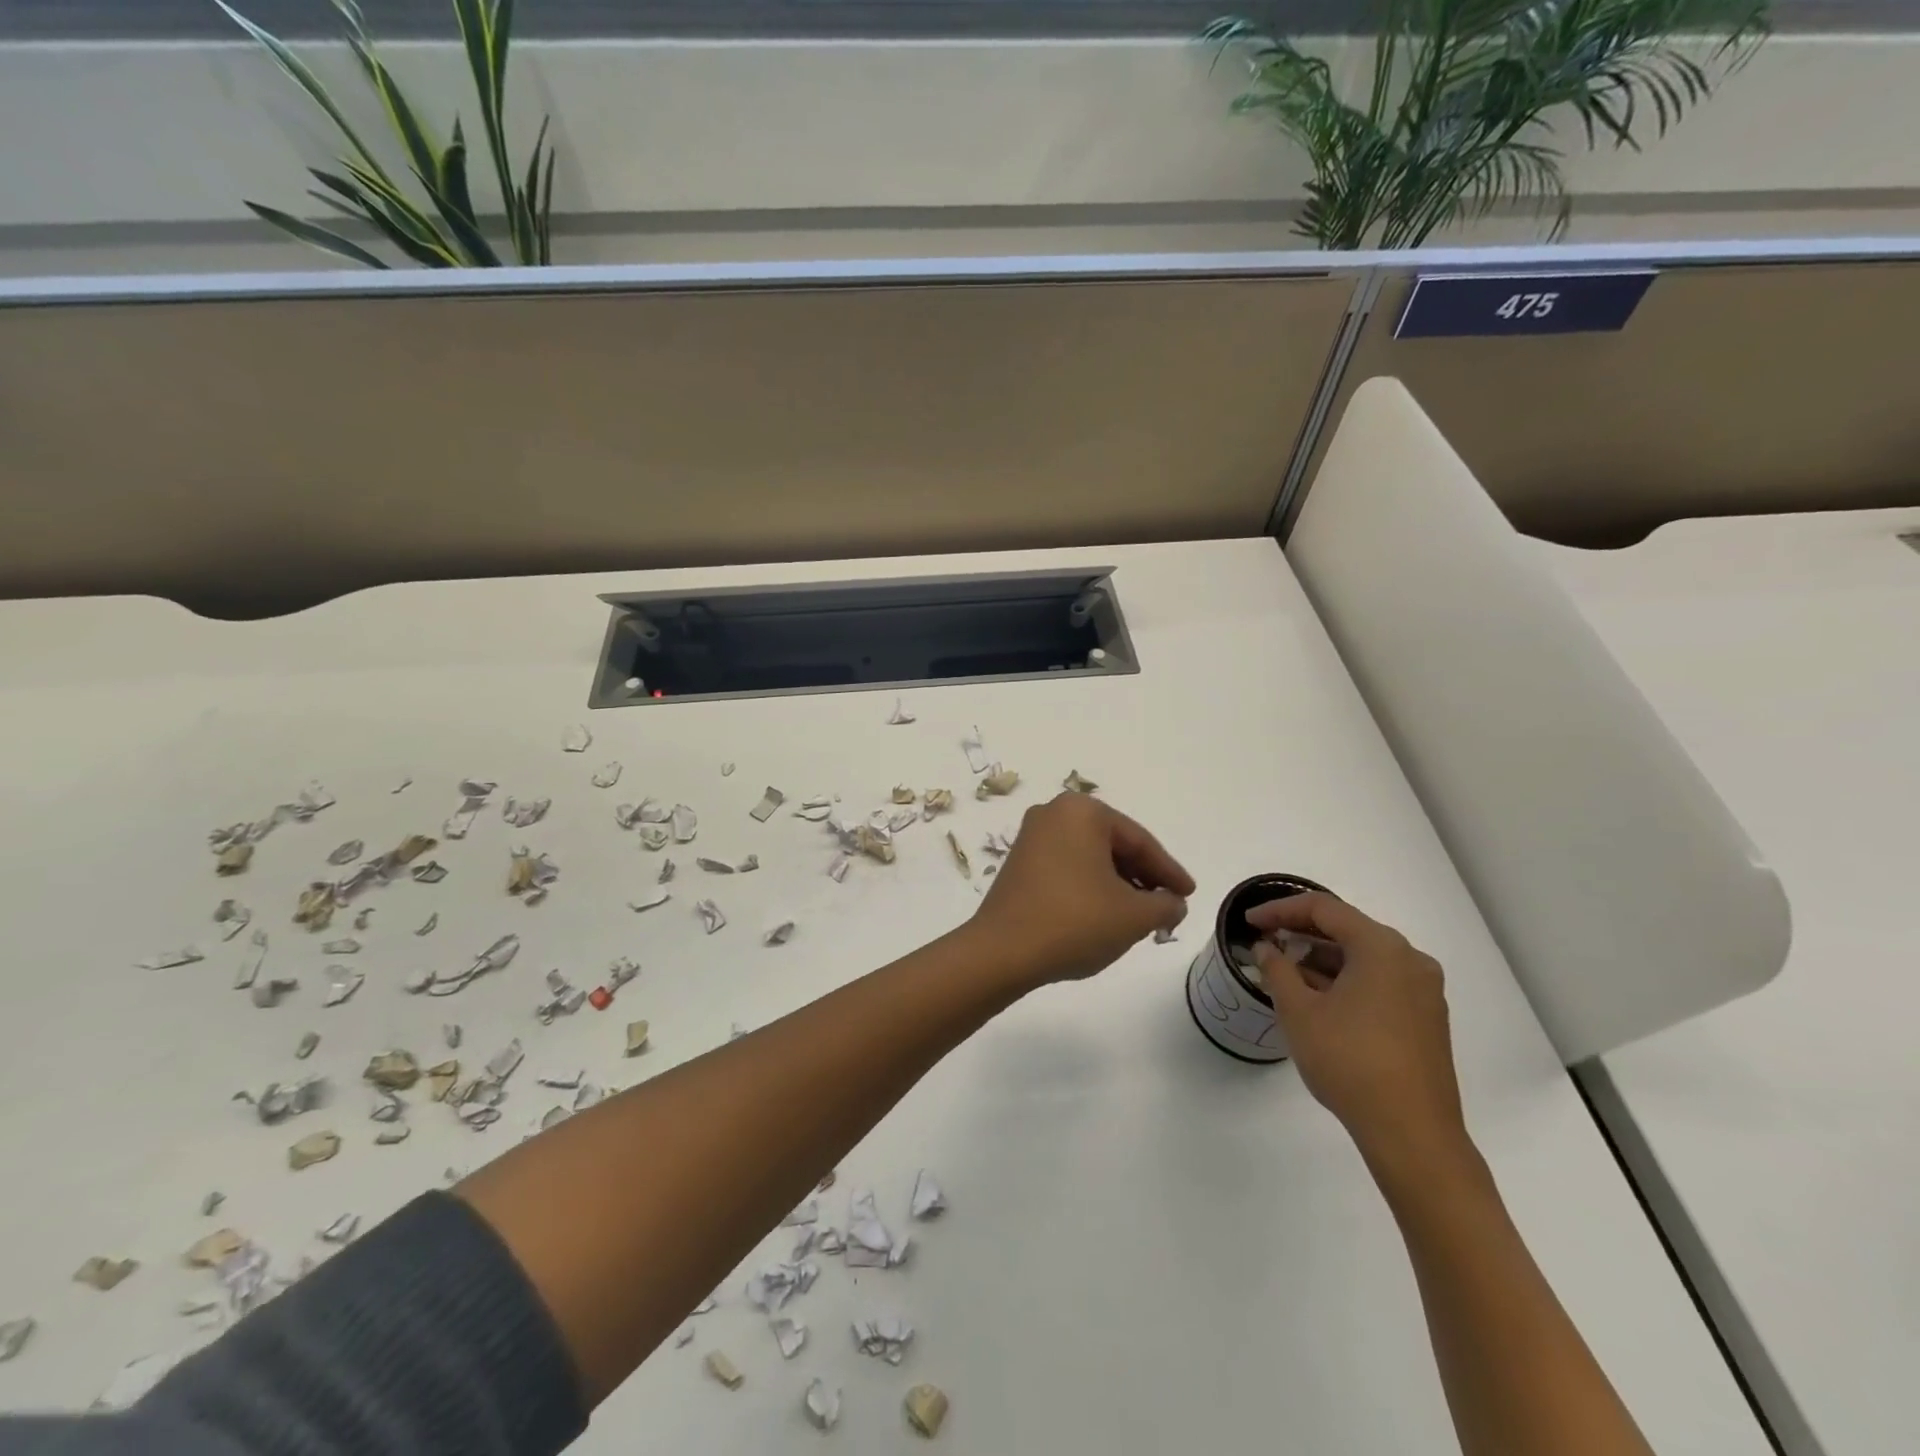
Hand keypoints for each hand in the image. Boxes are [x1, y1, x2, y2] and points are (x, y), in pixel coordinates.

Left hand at [969, 793, 1192, 985]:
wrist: (1002, 952)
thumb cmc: (1074, 922)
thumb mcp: (1134, 916)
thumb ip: (1165, 904)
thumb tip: (1173, 903)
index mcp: (1082, 812)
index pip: (1139, 841)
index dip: (1169, 871)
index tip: (1189, 894)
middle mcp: (1053, 813)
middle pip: (1113, 845)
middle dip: (1142, 877)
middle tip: (1167, 906)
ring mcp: (1031, 837)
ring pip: (1090, 858)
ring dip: (1118, 884)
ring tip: (1140, 915)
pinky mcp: (1019, 863)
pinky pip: (1067, 868)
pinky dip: (1091, 887)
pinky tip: (1104, 914)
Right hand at [1249, 893, 1469, 1174]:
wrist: (1412, 1134)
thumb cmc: (1349, 1061)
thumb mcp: (1299, 1011)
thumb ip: (1277, 969)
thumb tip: (1267, 948)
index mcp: (1381, 947)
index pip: (1323, 908)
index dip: (1280, 909)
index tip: (1249, 922)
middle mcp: (1409, 959)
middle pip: (1347, 928)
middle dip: (1302, 932)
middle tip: (1265, 940)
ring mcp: (1424, 990)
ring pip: (1364, 957)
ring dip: (1322, 958)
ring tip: (1285, 970)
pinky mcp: (1426, 1018)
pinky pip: (1379, 980)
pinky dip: (1346, 979)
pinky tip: (1318, 997)